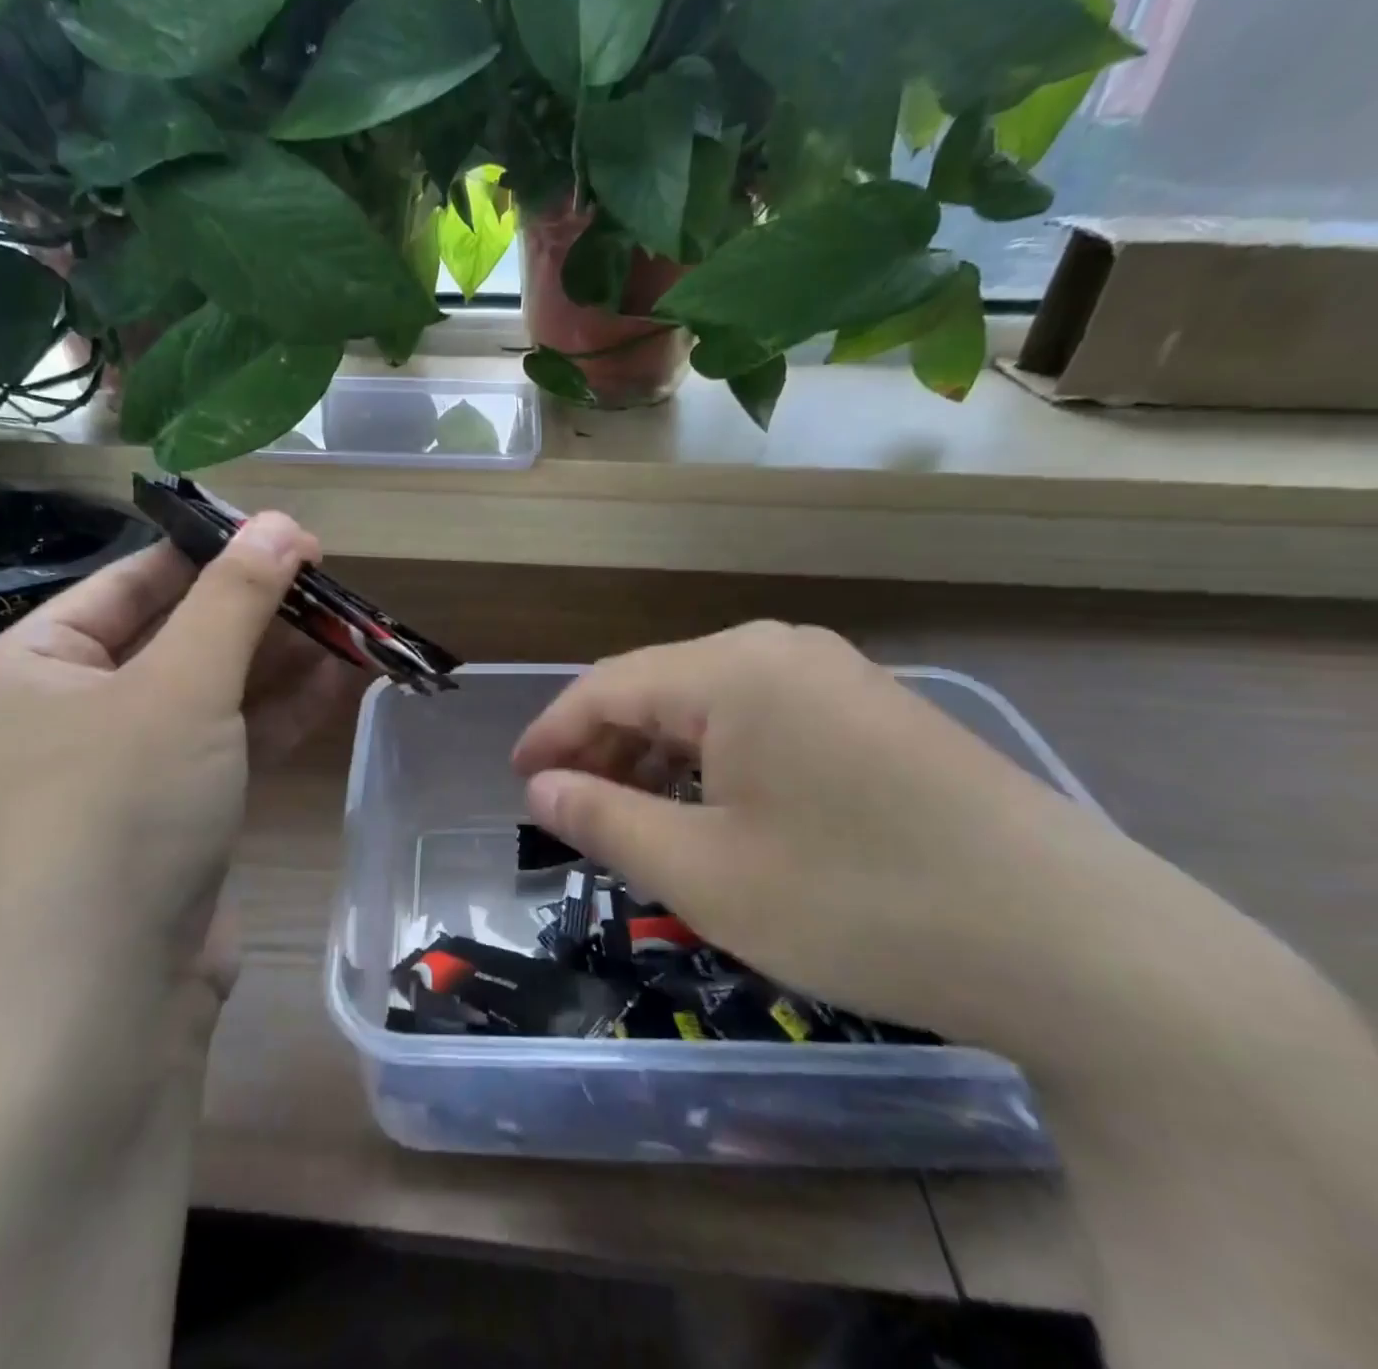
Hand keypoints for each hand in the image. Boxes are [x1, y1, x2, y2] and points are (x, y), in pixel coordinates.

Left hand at [0, 514, 357, 1049]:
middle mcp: (63, 715)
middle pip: (175, 638)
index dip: (214, 554)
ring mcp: (118, 773)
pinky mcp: (166, 820)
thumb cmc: (119, 814)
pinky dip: (276, 717)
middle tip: (333, 585)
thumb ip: (236, 600)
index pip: (131, 584)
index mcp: (29, 668)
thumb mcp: (181, 688)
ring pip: (208, 696)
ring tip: (352, 628)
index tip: (289, 537)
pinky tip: (341, 684)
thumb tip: (282, 523)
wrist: (102, 1009)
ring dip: (279, 665)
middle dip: (258, 614)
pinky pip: (223, 747)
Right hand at [511, 622, 1214, 1055]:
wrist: (1079, 948)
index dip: (552, 733)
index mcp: (733, 669)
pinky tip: (715, 810)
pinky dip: (717, 761)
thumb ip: (605, 819)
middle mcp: (781, 650)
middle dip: (604, 746)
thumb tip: (540, 788)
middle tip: (572, 809)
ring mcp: (837, 676)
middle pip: (659, 687)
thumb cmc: (859, 903)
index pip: (607, 685)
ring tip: (636, 817)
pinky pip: (763, 720)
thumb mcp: (704, 874)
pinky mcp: (875, 712)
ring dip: (660, 756)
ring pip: (711, 704)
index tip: (518, 780)